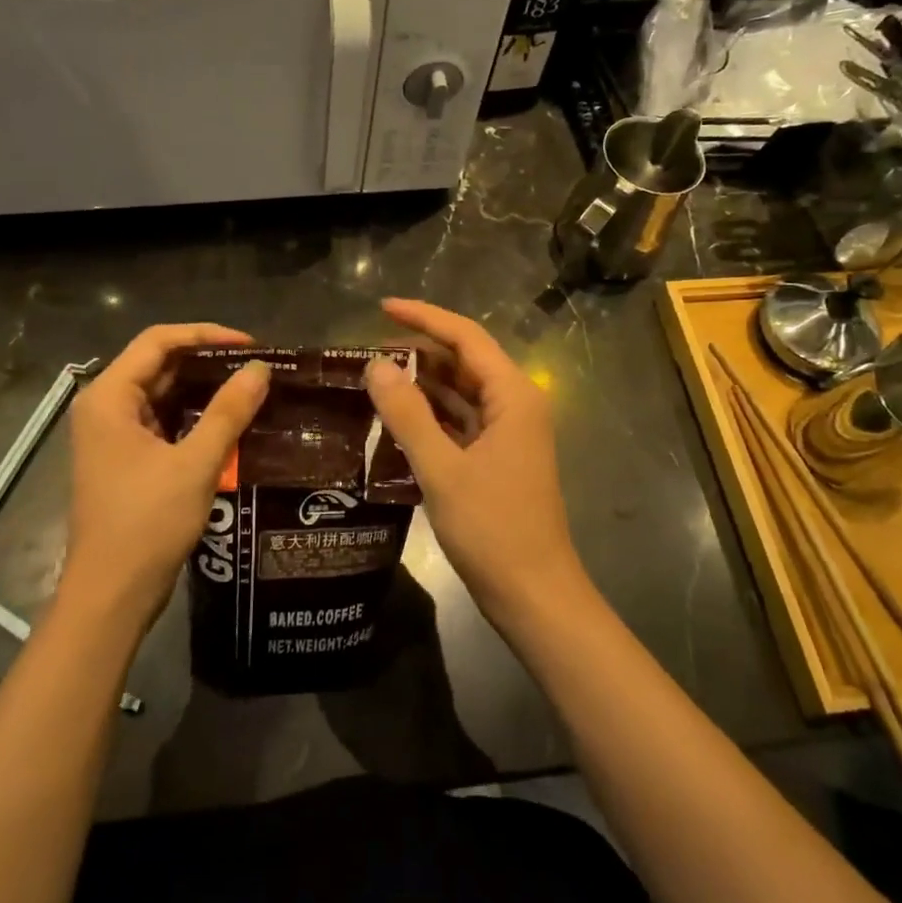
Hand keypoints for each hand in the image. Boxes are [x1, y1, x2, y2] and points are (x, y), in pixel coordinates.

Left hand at [59, 324, 269, 634]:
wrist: (112, 594)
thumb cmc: (147, 523)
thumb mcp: (195, 463)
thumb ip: (228, 411)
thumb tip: (260, 369)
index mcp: (109, 397)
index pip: (158, 341)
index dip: (206, 335)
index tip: (250, 345)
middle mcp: (105, 408)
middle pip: (158, 364)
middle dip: (207, 360)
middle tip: (256, 366)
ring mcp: (113, 435)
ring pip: (162, 394)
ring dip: (202, 388)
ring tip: (250, 387)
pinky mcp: (125, 459)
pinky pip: (162, 421)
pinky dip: (193, 415)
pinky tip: (229, 420)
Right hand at [364, 299, 586, 623]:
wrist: (534, 595)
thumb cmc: (493, 528)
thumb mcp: (442, 469)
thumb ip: (407, 414)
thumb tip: (375, 365)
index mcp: (513, 395)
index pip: (465, 337)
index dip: (423, 317)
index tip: (381, 308)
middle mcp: (515, 405)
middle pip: (464, 362)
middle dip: (419, 352)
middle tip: (368, 353)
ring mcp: (508, 433)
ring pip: (461, 393)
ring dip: (423, 385)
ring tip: (375, 380)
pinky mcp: (498, 458)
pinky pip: (461, 422)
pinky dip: (431, 416)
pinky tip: (397, 419)